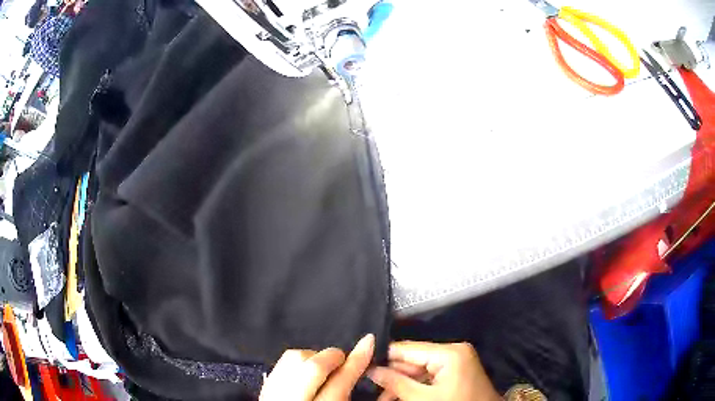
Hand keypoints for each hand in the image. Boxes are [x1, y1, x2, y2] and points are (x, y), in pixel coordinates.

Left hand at [259, 334, 374, 400]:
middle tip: (343, 357)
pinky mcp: (264, 389)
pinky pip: (280, 364)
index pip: (340, 382)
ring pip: (293, 359)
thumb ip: (349, 393)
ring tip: (324, 366)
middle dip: (332, 356)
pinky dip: (297, 362)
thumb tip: (362, 368)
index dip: (356, 360)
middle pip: (312, 367)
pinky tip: (305, 371)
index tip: (368, 342)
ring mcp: (274, 394)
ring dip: (313, 357)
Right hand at [368, 341, 501, 400]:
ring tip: (384, 398)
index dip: (383, 358)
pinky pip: (430, 375)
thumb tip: (371, 370)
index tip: (363, 367)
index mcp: (449, 352)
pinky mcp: (457, 371)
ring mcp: (456, 361)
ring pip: (419, 370)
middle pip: (413, 359)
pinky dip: (415, 386)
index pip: (407, 349)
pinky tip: (400, 396)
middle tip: (372, 389)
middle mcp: (453, 351)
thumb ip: (396, 382)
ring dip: (402, 384)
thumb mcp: (422, 398)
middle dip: (392, 376)